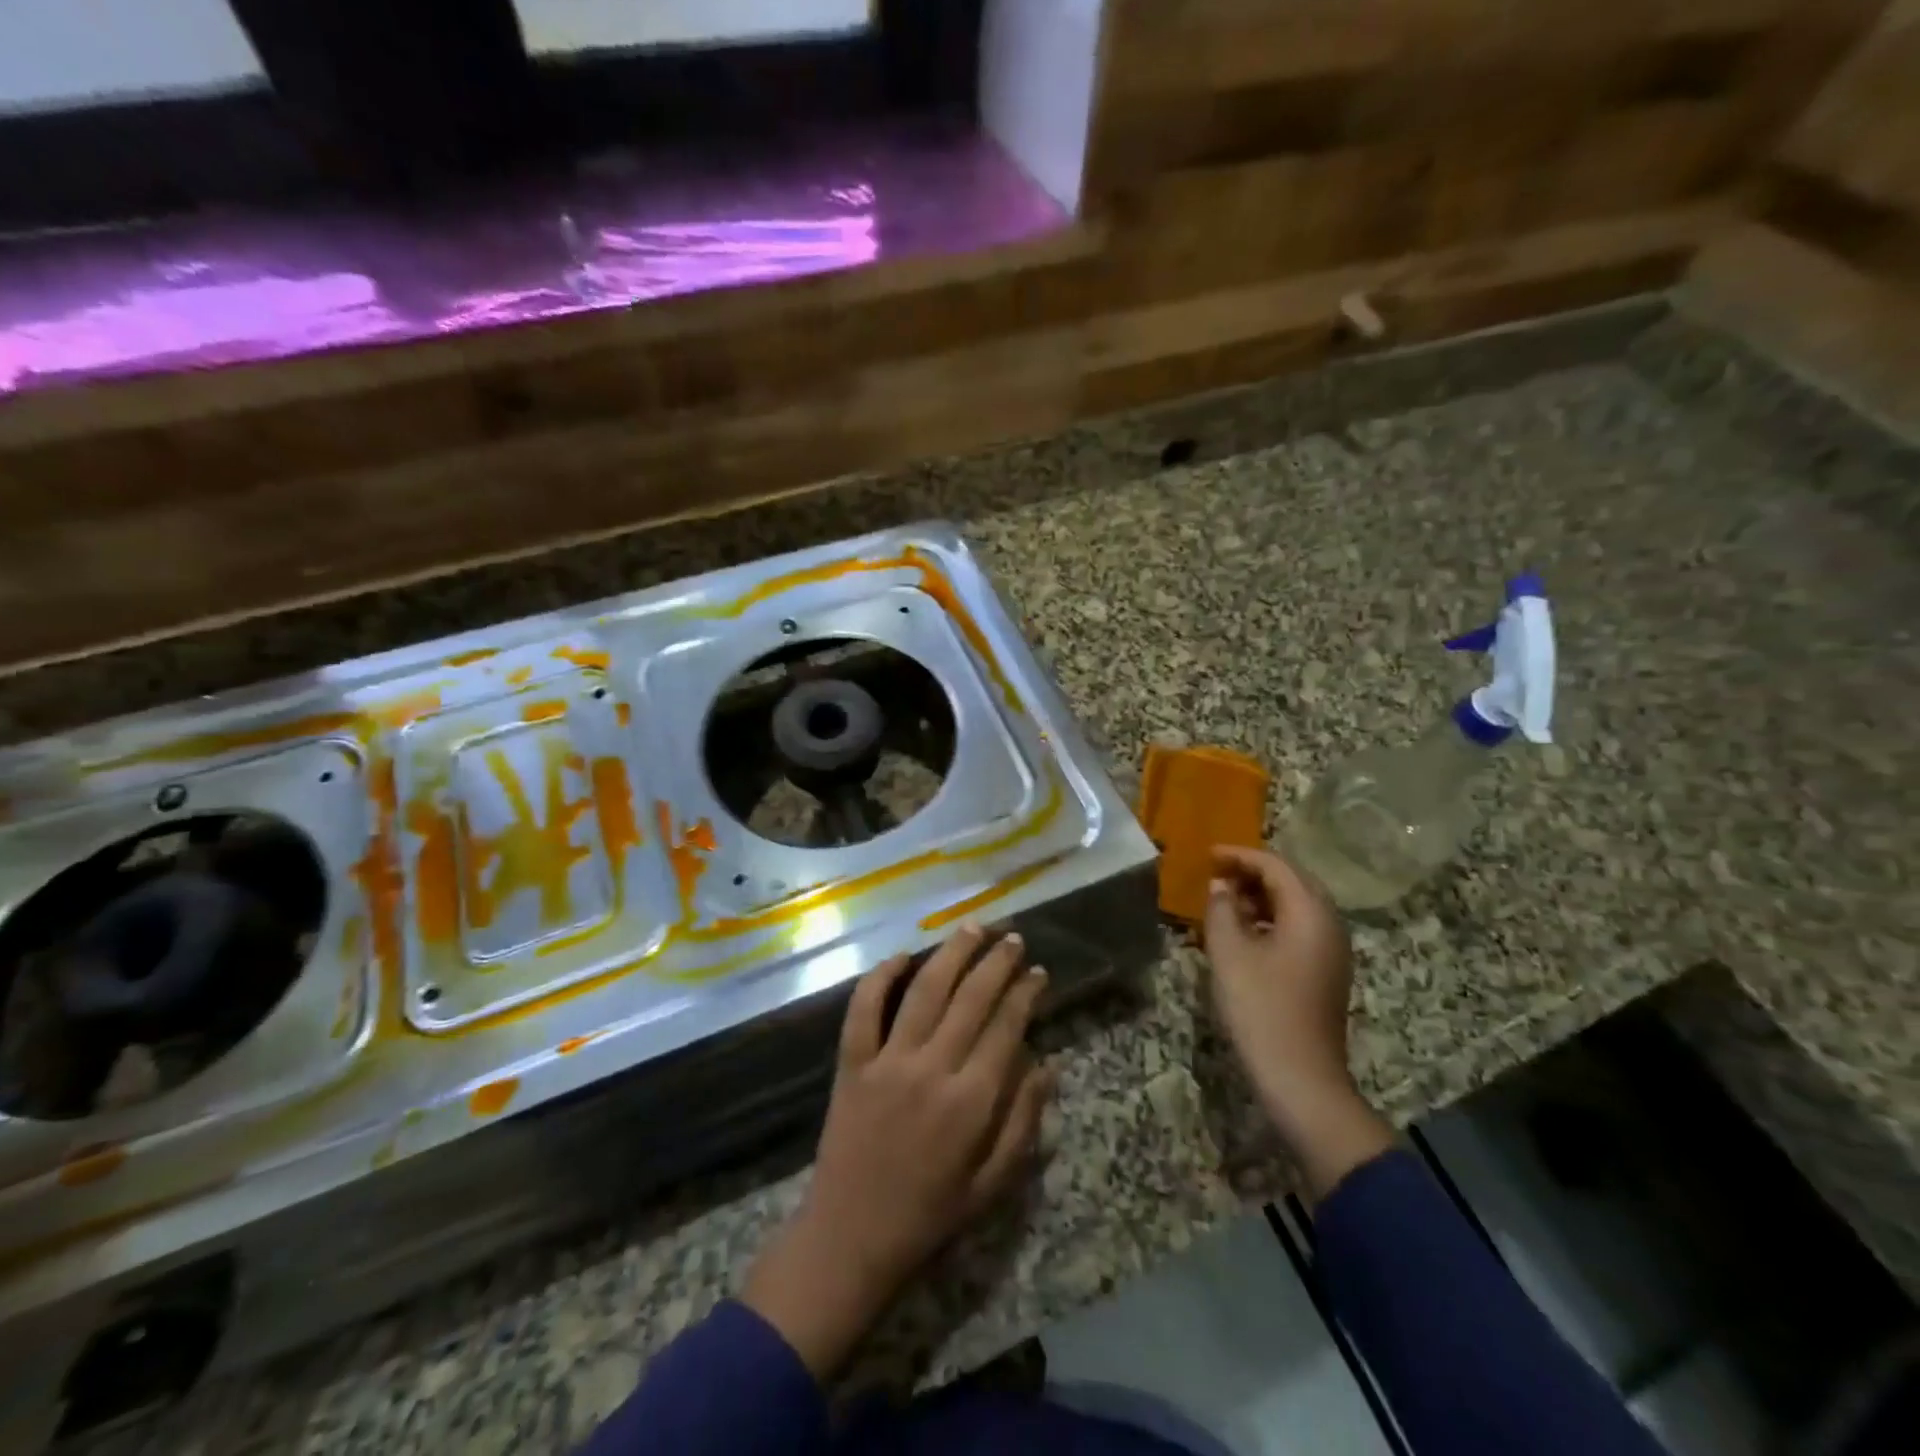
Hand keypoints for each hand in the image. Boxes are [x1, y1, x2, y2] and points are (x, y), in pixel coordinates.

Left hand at [741, 926, 1052, 1380]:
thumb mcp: (992, 1184)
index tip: (1037, 971)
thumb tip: (1048, 1063)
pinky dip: (880, 977)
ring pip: (924, 990)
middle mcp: (931, 1069)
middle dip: (996, 962)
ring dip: (950, 953)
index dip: (1024, 993)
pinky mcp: (851, 1063)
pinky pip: (863, 1008)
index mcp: (971, 1101)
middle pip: (970, 998)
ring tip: (971, 928)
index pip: (1006, 1027)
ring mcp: (887, 1061)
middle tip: (1012, 938)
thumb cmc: (929, 1214)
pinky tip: (901, 955)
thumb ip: (1023, 1121)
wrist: (851, 1237)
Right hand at [1204, 846, 1393, 1197]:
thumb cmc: (1261, 1008)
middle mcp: (1330, 925)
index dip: (1240, 855)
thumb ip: (1221, 909)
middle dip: (1252, 873)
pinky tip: (1243, 934)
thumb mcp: (1229, 953)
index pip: (1276, 866)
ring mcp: (1332, 952)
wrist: (1301, 1079)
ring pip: (1296, 907)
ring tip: (1224, 901)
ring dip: (1260, 898)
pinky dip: (1270, 920)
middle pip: (1292, 883)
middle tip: (1216, 874)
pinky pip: (1298, 930)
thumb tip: (1220, 886)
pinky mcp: (1326, 973)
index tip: (1208, 854)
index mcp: (1310, 913)